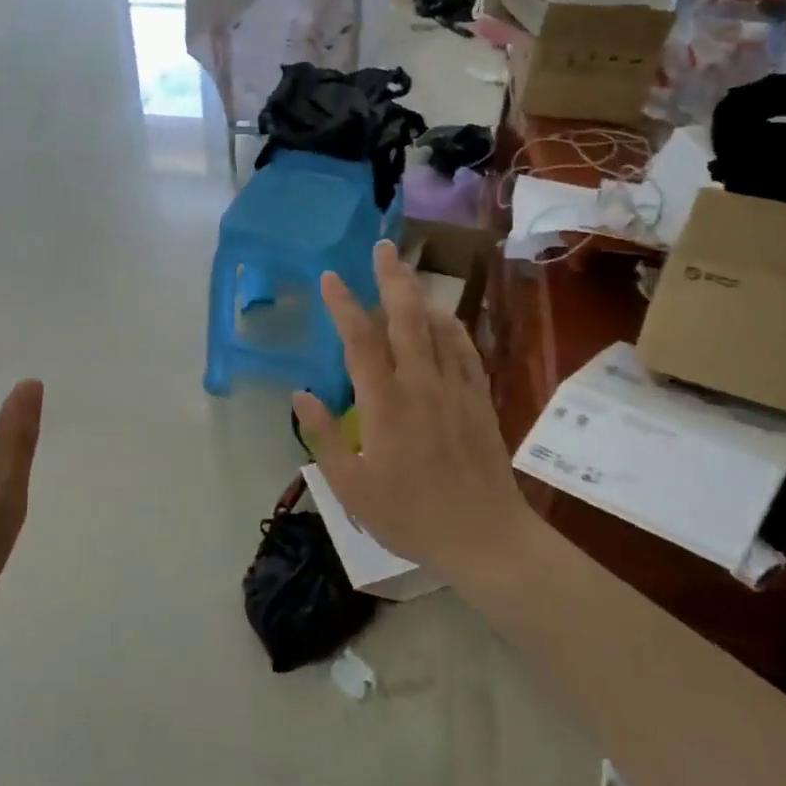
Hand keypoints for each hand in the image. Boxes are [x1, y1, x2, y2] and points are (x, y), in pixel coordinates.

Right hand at [292, 241, 536, 582]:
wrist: (485, 537)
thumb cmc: (410, 516)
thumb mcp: (351, 486)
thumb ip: (324, 436)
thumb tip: (300, 393)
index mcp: (386, 405)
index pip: (361, 341)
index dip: (343, 305)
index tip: (330, 277)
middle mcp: (422, 385)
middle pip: (406, 318)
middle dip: (392, 278)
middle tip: (382, 247)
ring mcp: (456, 389)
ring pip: (438, 327)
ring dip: (420, 295)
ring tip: (406, 273)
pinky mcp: (480, 400)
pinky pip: (465, 350)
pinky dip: (451, 326)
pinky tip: (443, 317)